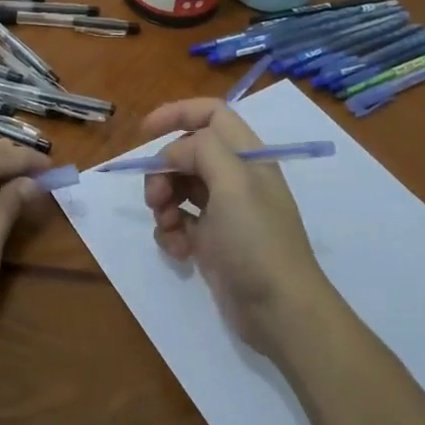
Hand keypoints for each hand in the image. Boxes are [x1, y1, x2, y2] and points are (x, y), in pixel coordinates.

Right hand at [141, 98, 333, 358]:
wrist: (279, 311)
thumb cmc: (257, 240)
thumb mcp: (234, 183)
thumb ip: (202, 150)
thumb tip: (174, 154)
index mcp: (247, 155)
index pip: (211, 114)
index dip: (178, 113)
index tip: (145, 131)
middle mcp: (235, 177)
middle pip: (187, 152)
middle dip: (163, 169)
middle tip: (155, 196)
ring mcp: (224, 211)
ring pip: (179, 187)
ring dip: (163, 201)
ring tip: (169, 225)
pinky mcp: (212, 242)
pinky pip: (179, 222)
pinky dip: (171, 231)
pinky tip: (177, 250)